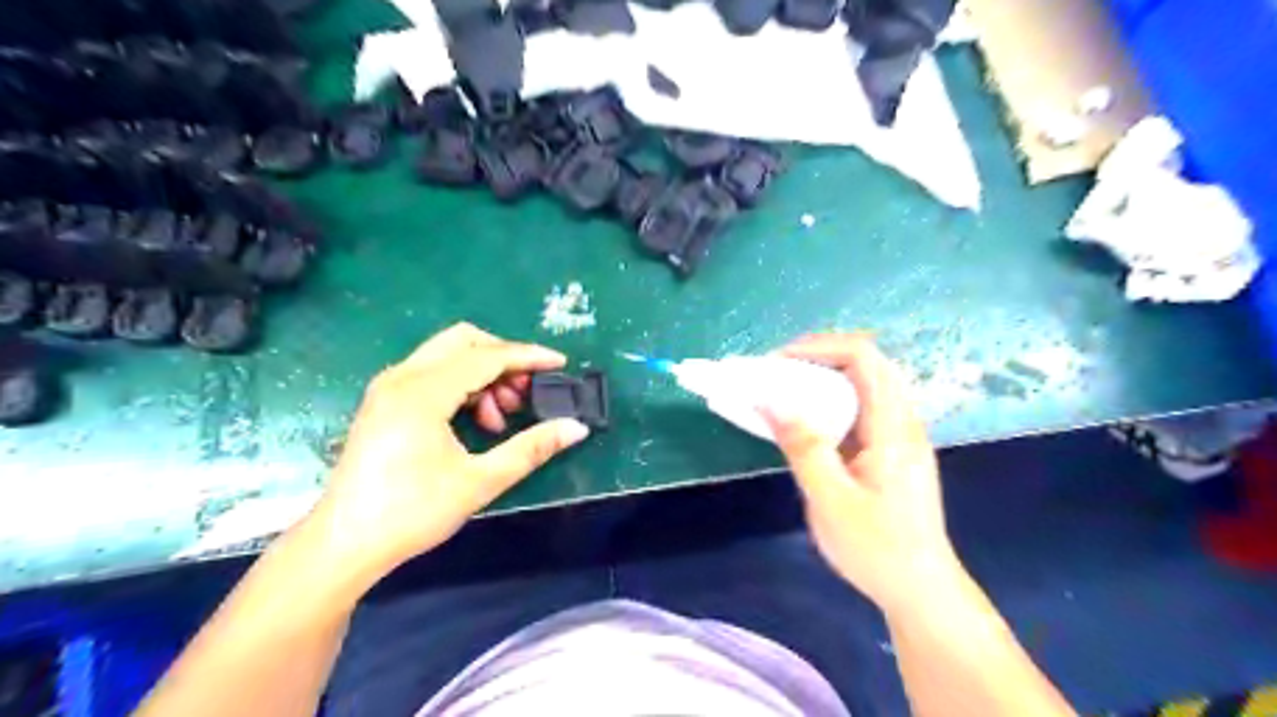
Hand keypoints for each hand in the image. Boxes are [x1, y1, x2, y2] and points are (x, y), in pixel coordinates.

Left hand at [312, 321, 589, 576]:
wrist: (343, 544)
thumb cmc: (411, 513)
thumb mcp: (480, 481)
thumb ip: (531, 448)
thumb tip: (576, 428)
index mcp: (423, 392)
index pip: (487, 356)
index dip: (529, 357)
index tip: (561, 364)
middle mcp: (402, 377)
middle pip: (464, 340)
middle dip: (503, 359)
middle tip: (526, 393)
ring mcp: (389, 387)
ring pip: (448, 355)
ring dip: (483, 374)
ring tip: (501, 417)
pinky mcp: (384, 401)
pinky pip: (432, 372)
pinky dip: (462, 384)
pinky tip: (475, 421)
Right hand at [755, 334, 958, 611]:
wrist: (921, 591)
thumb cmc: (878, 549)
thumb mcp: (830, 499)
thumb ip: (802, 446)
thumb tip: (770, 400)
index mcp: (892, 427)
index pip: (863, 357)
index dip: (818, 347)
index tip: (777, 363)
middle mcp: (901, 421)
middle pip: (865, 363)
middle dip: (817, 357)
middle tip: (776, 374)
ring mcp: (899, 435)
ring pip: (863, 384)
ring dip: (822, 378)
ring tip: (784, 392)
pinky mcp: (891, 451)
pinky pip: (860, 409)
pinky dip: (829, 402)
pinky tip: (806, 423)